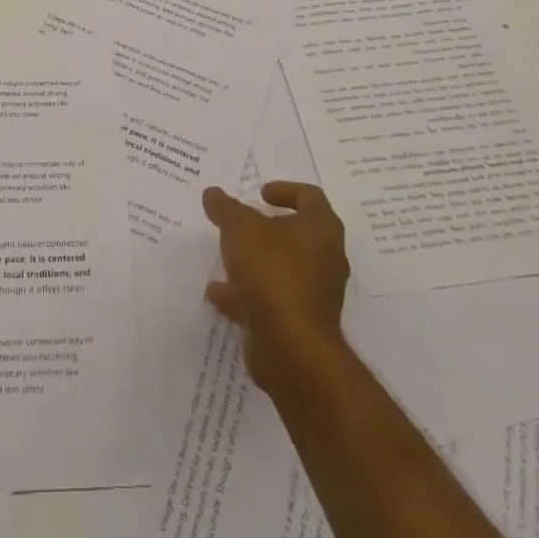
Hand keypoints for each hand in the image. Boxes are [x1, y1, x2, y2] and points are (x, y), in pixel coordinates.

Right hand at [201, 182, 349, 392]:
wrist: (292, 348)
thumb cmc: (273, 272)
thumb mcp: (240, 228)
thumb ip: (226, 208)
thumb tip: (213, 193)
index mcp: (321, 229)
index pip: (310, 197)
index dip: (285, 190)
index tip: (259, 194)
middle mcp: (325, 259)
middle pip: (297, 234)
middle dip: (266, 229)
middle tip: (241, 224)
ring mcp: (314, 294)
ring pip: (282, 269)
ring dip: (254, 262)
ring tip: (223, 258)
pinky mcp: (300, 323)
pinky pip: (271, 300)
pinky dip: (246, 294)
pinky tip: (217, 293)